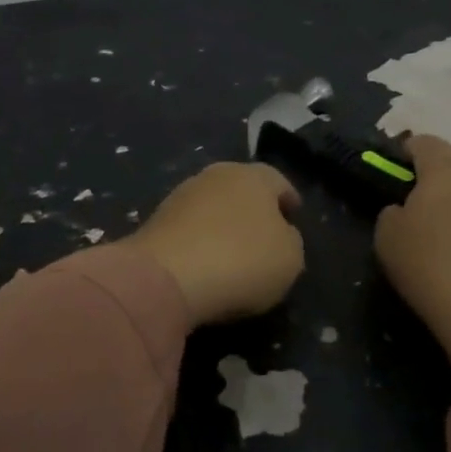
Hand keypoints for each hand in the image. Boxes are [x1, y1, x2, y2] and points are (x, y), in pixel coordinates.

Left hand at [131, 162, 304, 327]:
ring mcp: (181, 195)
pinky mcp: (156, 220)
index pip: (278, 181)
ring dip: (223, 223)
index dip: (288, 200)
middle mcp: (216, 175)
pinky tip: (205, 263)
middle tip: (264, 235)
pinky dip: (200, 240)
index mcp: (253, 176)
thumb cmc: (242, 260)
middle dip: (253, 209)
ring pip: (212, 205)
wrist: (166, 276)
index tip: (293, 216)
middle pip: (241, 188)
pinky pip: (190, 228)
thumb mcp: (290, 258)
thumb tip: (280, 233)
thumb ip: (290, 240)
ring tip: (233, 253)